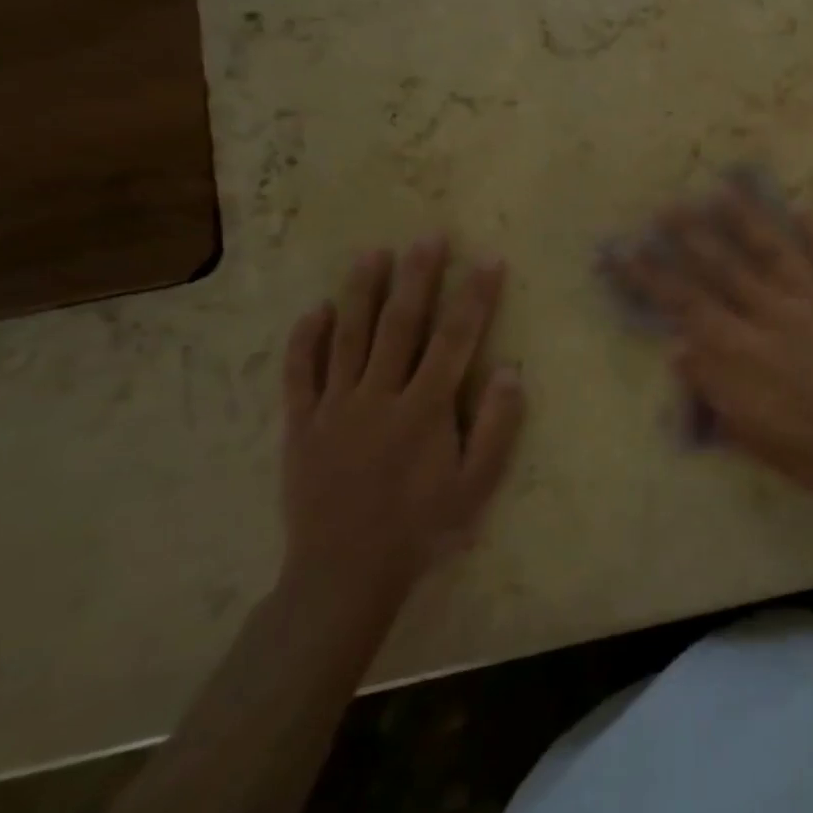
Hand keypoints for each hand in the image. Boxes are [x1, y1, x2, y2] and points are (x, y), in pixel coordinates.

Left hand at [279, 236, 524, 610]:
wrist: (343, 575)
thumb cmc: (421, 528)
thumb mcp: (476, 486)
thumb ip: (496, 427)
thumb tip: (511, 370)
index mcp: (425, 409)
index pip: (456, 338)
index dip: (474, 297)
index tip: (488, 261)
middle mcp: (379, 396)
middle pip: (401, 324)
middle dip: (418, 277)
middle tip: (428, 236)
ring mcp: (335, 408)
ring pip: (348, 337)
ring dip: (362, 292)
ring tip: (373, 253)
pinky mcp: (302, 425)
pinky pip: (300, 374)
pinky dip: (306, 340)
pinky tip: (315, 310)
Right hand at [607, 186, 812, 514]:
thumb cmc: (809, 451)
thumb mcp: (747, 431)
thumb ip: (711, 385)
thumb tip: (678, 347)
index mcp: (741, 350)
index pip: (685, 303)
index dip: (651, 276)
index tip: (625, 250)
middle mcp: (771, 314)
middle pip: (724, 267)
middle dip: (692, 235)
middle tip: (668, 205)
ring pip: (773, 250)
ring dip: (746, 219)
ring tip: (723, 190)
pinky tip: (803, 208)